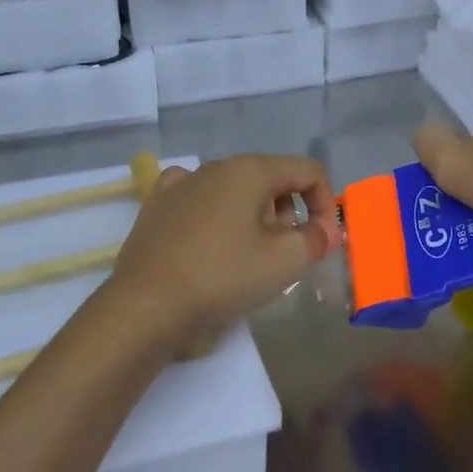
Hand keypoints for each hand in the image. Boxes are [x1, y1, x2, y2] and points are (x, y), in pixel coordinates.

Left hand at [103, 155, 339, 344]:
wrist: (146, 305)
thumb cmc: (222, 277)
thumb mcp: (284, 262)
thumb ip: (315, 239)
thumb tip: (325, 230)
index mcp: (250, 170)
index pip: (307, 172)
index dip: (326, 204)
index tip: (323, 242)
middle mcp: (216, 166)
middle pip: (271, 180)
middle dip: (289, 213)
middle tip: (286, 254)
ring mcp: (182, 183)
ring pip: (235, 190)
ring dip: (254, 216)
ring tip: (249, 255)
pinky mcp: (157, 205)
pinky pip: (199, 199)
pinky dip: (215, 213)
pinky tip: (210, 236)